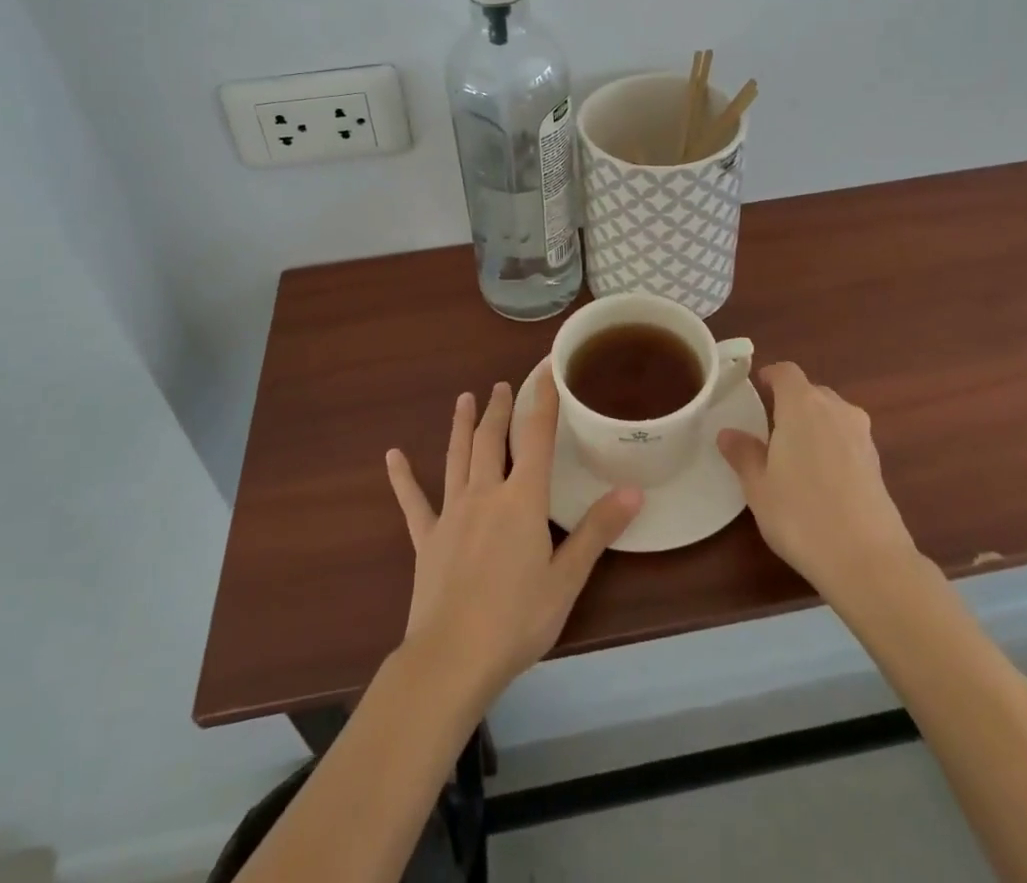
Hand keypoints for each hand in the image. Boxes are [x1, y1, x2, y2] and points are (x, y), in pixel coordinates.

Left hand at [385, 377, 642, 699]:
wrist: (452, 658)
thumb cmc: (517, 619)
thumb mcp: (567, 578)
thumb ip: (598, 530)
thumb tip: (633, 491)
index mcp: (522, 499)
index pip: (537, 437)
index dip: (543, 399)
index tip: (546, 369)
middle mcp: (485, 493)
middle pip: (492, 440)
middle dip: (499, 409)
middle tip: (502, 384)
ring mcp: (451, 513)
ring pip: (457, 458)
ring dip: (461, 426)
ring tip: (464, 399)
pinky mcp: (426, 538)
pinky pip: (413, 501)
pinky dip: (403, 477)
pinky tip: (393, 455)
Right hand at [718, 362, 916, 602]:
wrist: (868, 560)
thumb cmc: (801, 514)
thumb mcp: (758, 486)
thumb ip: (743, 454)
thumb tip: (728, 433)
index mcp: (802, 405)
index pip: (786, 372)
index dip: (770, 375)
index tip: (756, 387)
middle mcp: (836, 410)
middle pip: (811, 391)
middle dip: (791, 402)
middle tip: (770, 427)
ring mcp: (862, 436)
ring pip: (832, 415)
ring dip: (814, 425)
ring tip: (794, 454)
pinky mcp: (877, 463)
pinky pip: (847, 439)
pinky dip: (832, 446)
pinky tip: (820, 478)